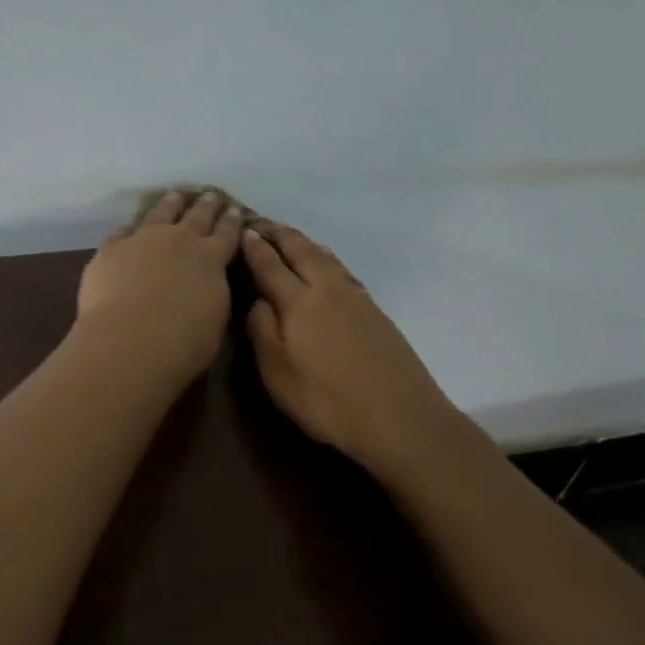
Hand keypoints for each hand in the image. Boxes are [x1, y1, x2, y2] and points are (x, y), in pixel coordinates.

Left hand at [76, 190, 243, 382]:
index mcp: (211, 259)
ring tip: (175, 195)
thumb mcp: (215, 320)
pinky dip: (132, 225)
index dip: (232, 221)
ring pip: (160, 213)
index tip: (235, 209)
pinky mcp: (112, 248)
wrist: (130, 340)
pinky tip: (132, 224)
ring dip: (171, 203)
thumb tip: (209, 283)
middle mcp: (180, 240)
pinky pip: (124, 230)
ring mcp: (143, 239)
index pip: (226, 234)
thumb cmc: (183, 343)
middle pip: (197, 216)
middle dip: (206, 205)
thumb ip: (213, 294)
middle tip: (211, 194)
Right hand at [241, 224, 460, 477]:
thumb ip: (262, 330)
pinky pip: (343, 271)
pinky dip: (327, 260)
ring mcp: (357, 299)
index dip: (255, 248)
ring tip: (293, 239)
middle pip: (303, 251)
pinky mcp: (377, 312)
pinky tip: (329, 269)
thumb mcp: (277, 373)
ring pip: (327, 258)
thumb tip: (258, 300)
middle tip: (264, 225)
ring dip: (306, 244)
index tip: (243, 231)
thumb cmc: (327, 401)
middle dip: (282, 236)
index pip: (270, 265)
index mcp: (299, 302)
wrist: (400, 419)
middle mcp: (328, 290)